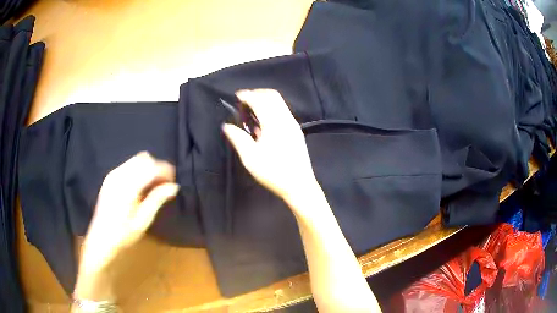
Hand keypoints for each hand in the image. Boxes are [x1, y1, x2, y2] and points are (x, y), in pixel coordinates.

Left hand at [80, 152, 178, 273]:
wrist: (101, 238)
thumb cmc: (123, 234)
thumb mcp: (142, 221)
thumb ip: (157, 200)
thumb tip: (174, 186)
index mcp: (128, 187)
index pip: (150, 167)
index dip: (165, 170)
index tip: (174, 180)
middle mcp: (119, 175)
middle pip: (144, 159)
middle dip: (157, 167)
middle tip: (165, 183)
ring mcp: (113, 174)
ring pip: (136, 159)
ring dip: (148, 167)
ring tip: (155, 184)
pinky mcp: (110, 177)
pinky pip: (128, 165)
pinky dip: (139, 169)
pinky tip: (141, 185)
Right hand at [222, 89, 317, 207]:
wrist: (299, 185)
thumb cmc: (273, 172)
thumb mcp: (250, 158)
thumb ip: (238, 138)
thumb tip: (227, 126)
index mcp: (274, 123)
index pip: (259, 100)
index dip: (247, 95)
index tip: (237, 96)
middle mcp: (286, 119)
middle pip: (272, 96)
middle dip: (257, 93)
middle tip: (244, 101)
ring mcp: (293, 125)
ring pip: (279, 103)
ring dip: (265, 100)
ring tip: (252, 111)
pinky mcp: (296, 131)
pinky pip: (283, 111)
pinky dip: (272, 108)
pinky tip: (264, 122)